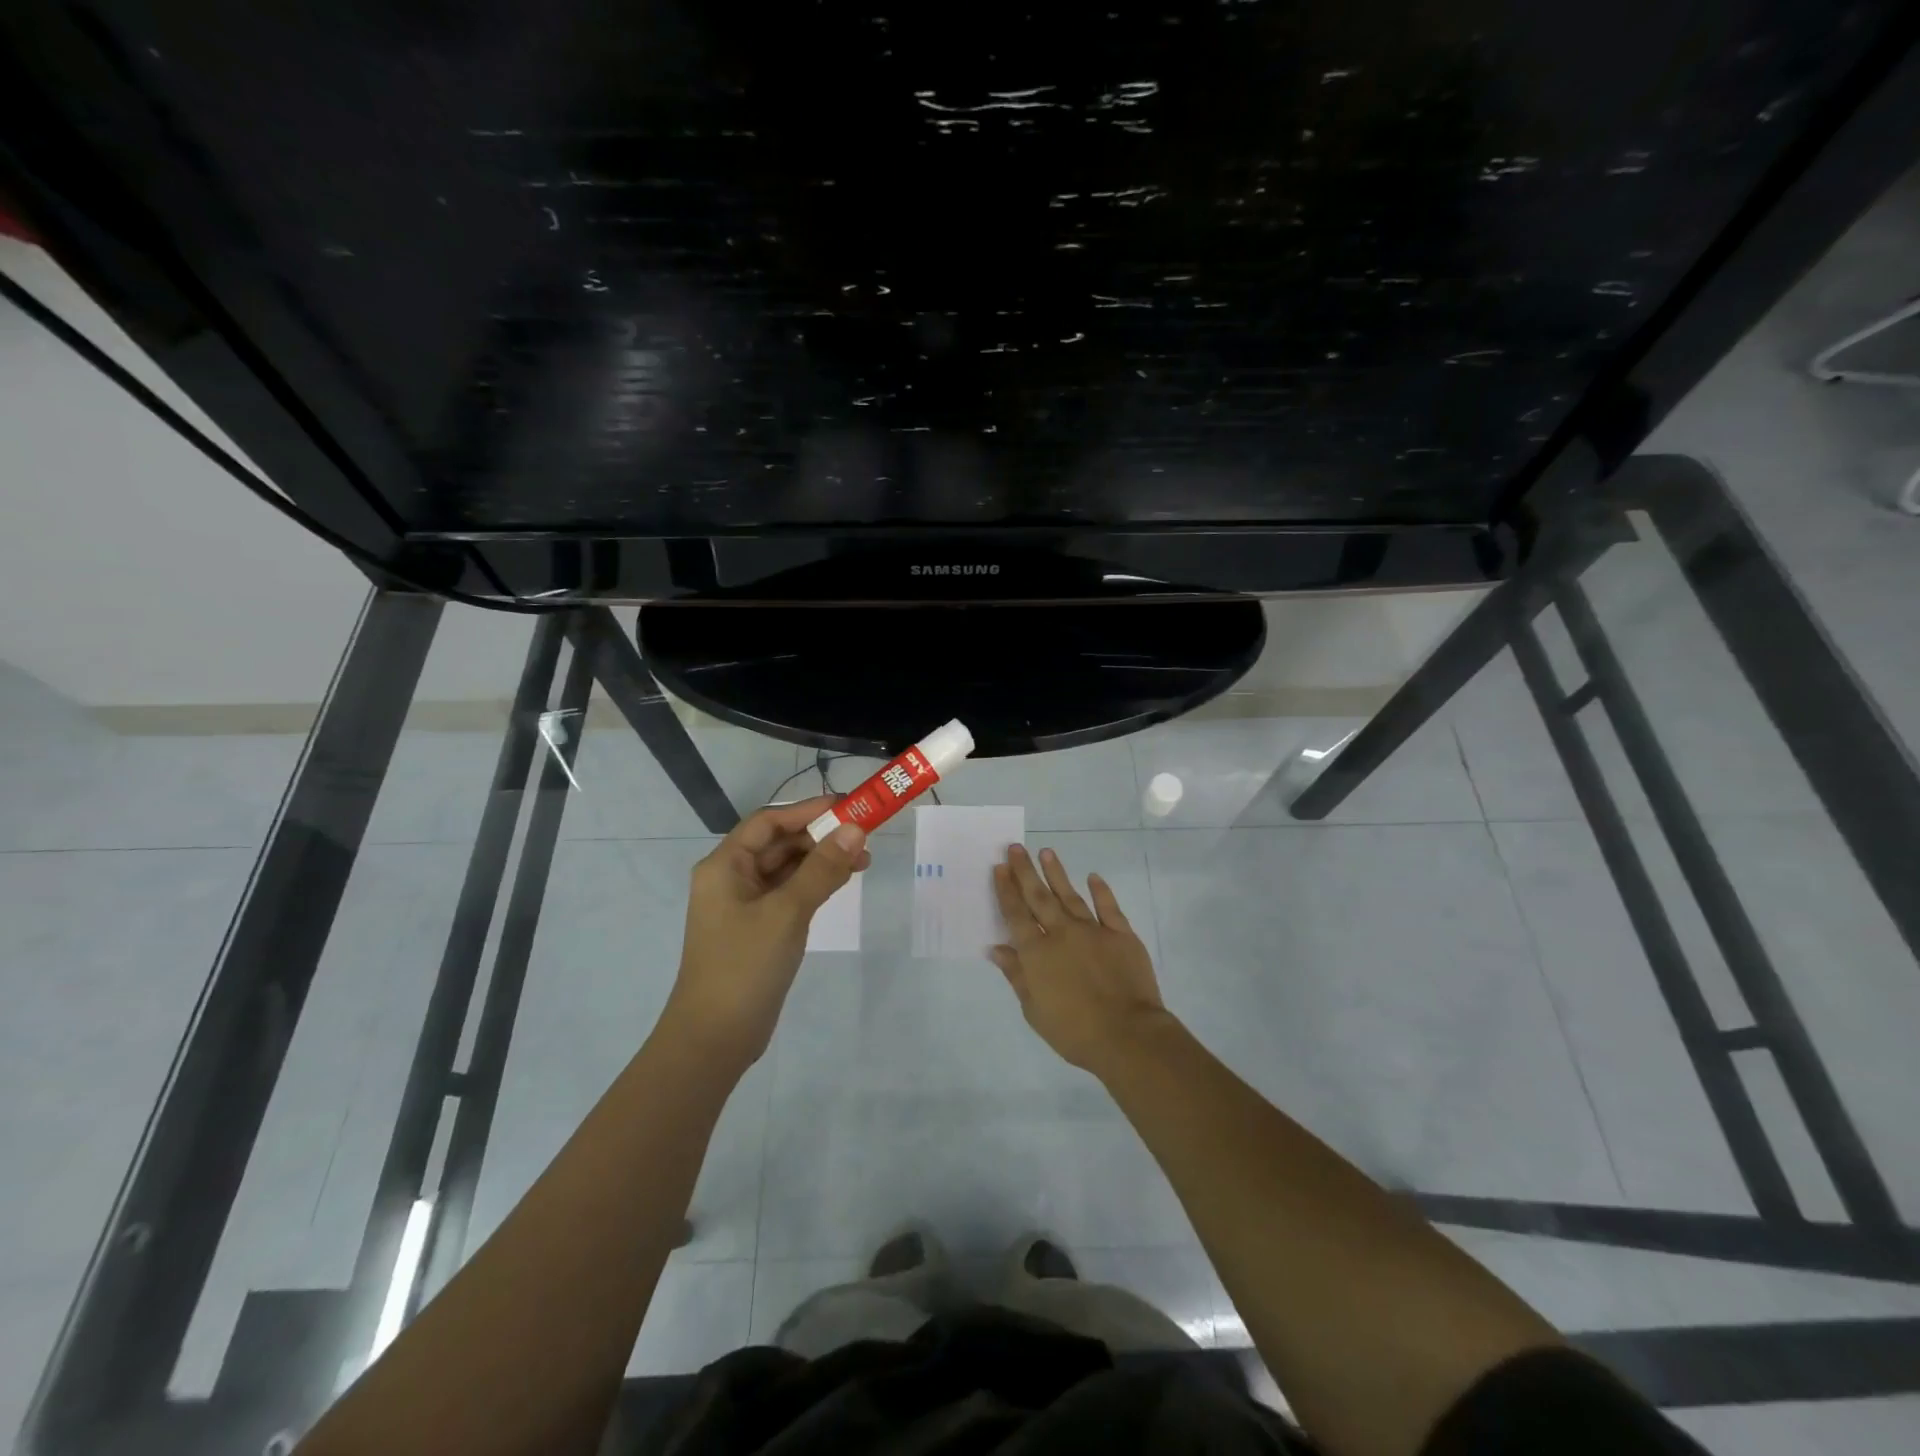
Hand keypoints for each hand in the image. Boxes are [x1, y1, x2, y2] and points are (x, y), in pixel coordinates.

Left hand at [667, 796, 868, 1070]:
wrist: (715, 1038)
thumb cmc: (745, 966)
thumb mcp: (787, 912)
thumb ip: (822, 869)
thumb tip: (856, 829)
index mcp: (725, 865)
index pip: (770, 822)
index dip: (808, 810)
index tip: (849, 807)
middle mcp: (732, 878)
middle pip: (780, 843)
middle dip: (821, 837)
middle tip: (865, 837)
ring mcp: (745, 905)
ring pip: (787, 869)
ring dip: (822, 860)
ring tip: (863, 861)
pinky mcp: (759, 928)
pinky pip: (789, 893)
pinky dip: (815, 884)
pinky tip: (841, 883)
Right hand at [989, 844, 1170, 1076]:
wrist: (1126, 1034)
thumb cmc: (1073, 1031)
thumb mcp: (1034, 1010)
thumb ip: (1016, 975)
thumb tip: (997, 947)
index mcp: (1037, 953)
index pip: (1016, 914)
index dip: (1006, 890)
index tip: (1000, 867)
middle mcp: (1061, 933)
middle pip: (1039, 897)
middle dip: (1025, 871)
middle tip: (1016, 848)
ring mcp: (1093, 930)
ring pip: (1070, 895)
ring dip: (1056, 873)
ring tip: (1046, 852)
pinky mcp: (1121, 934)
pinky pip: (1109, 907)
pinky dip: (1101, 891)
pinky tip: (1093, 877)